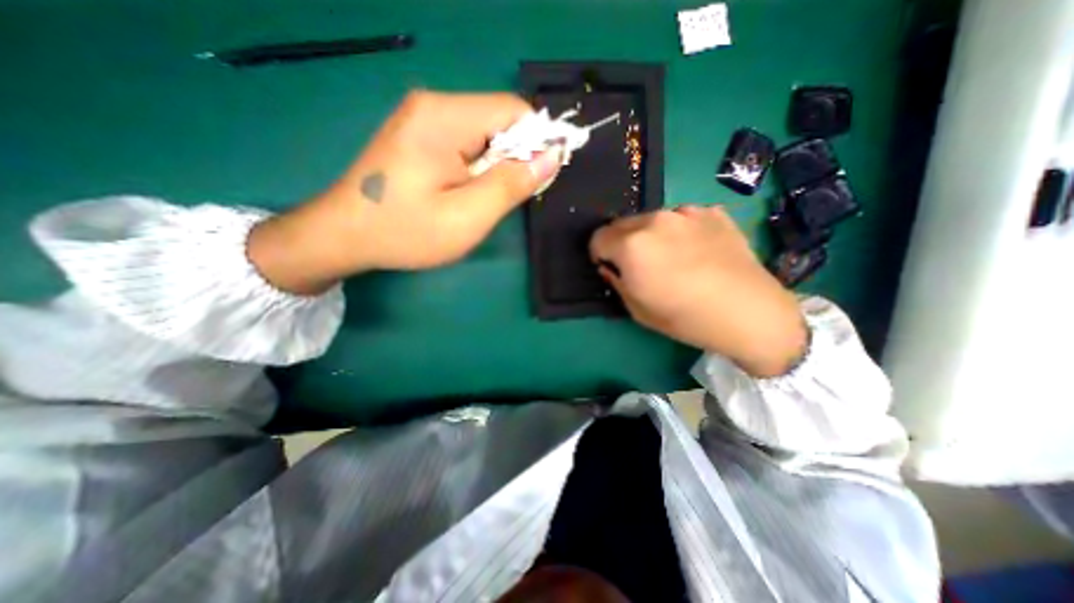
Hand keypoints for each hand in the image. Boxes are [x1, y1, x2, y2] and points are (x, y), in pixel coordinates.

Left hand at [246, 90, 562, 294]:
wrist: (344, 235)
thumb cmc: (407, 231)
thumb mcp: (468, 216)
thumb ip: (512, 184)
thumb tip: (552, 157)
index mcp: (445, 118)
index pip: (514, 111)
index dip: (537, 142)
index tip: (538, 179)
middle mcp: (434, 105)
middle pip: (499, 120)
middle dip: (514, 158)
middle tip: (501, 199)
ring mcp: (423, 118)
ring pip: (485, 133)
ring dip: (496, 166)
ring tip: (480, 200)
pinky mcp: (419, 134)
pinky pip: (467, 142)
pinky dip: (478, 166)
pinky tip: (465, 192)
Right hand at [590, 208, 810, 376]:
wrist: (749, 312)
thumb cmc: (685, 318)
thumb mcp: (637, 309)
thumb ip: (616, 281)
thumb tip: (609, 266)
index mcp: (631, 245)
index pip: (597, 237)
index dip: (600, 254)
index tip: (611, 267)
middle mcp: (654, 220)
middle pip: (621, 224)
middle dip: (621, 242)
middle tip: (639, 264)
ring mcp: (685, 212)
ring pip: (651, 219)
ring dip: (650, 235)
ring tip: (670, 257)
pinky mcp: (711, 211)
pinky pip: (681, 218)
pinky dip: (678, 231)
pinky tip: (696, 251)